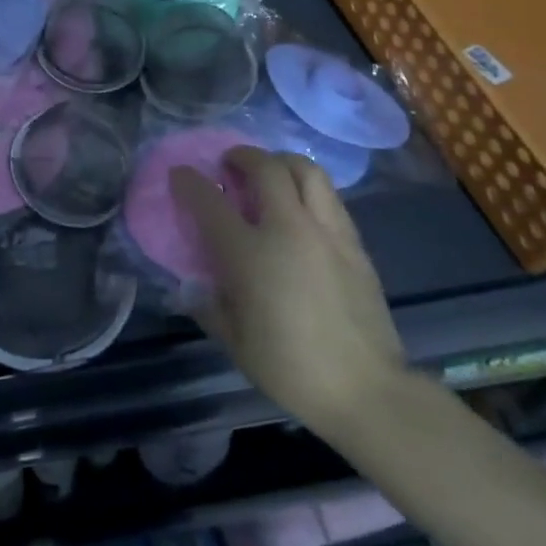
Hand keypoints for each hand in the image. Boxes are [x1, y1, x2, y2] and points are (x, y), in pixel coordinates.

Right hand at [171, 147, 406, 430]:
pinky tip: (302, 207)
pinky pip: (329, 197)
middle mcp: (288, 228)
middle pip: (265, 168)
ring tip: (271, 172)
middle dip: (242, 155)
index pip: (210, 201)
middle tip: (230, 163)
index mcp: (249, 253)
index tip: (180, 173)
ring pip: (306, 170)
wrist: (365, 389)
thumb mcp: (234, 342)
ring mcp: (326, 231)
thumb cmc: (290, 368)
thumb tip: (193, 287)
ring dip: (281, 161)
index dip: (189, 181)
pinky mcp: (354, 243)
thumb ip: (208, 306)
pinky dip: (309, 189)